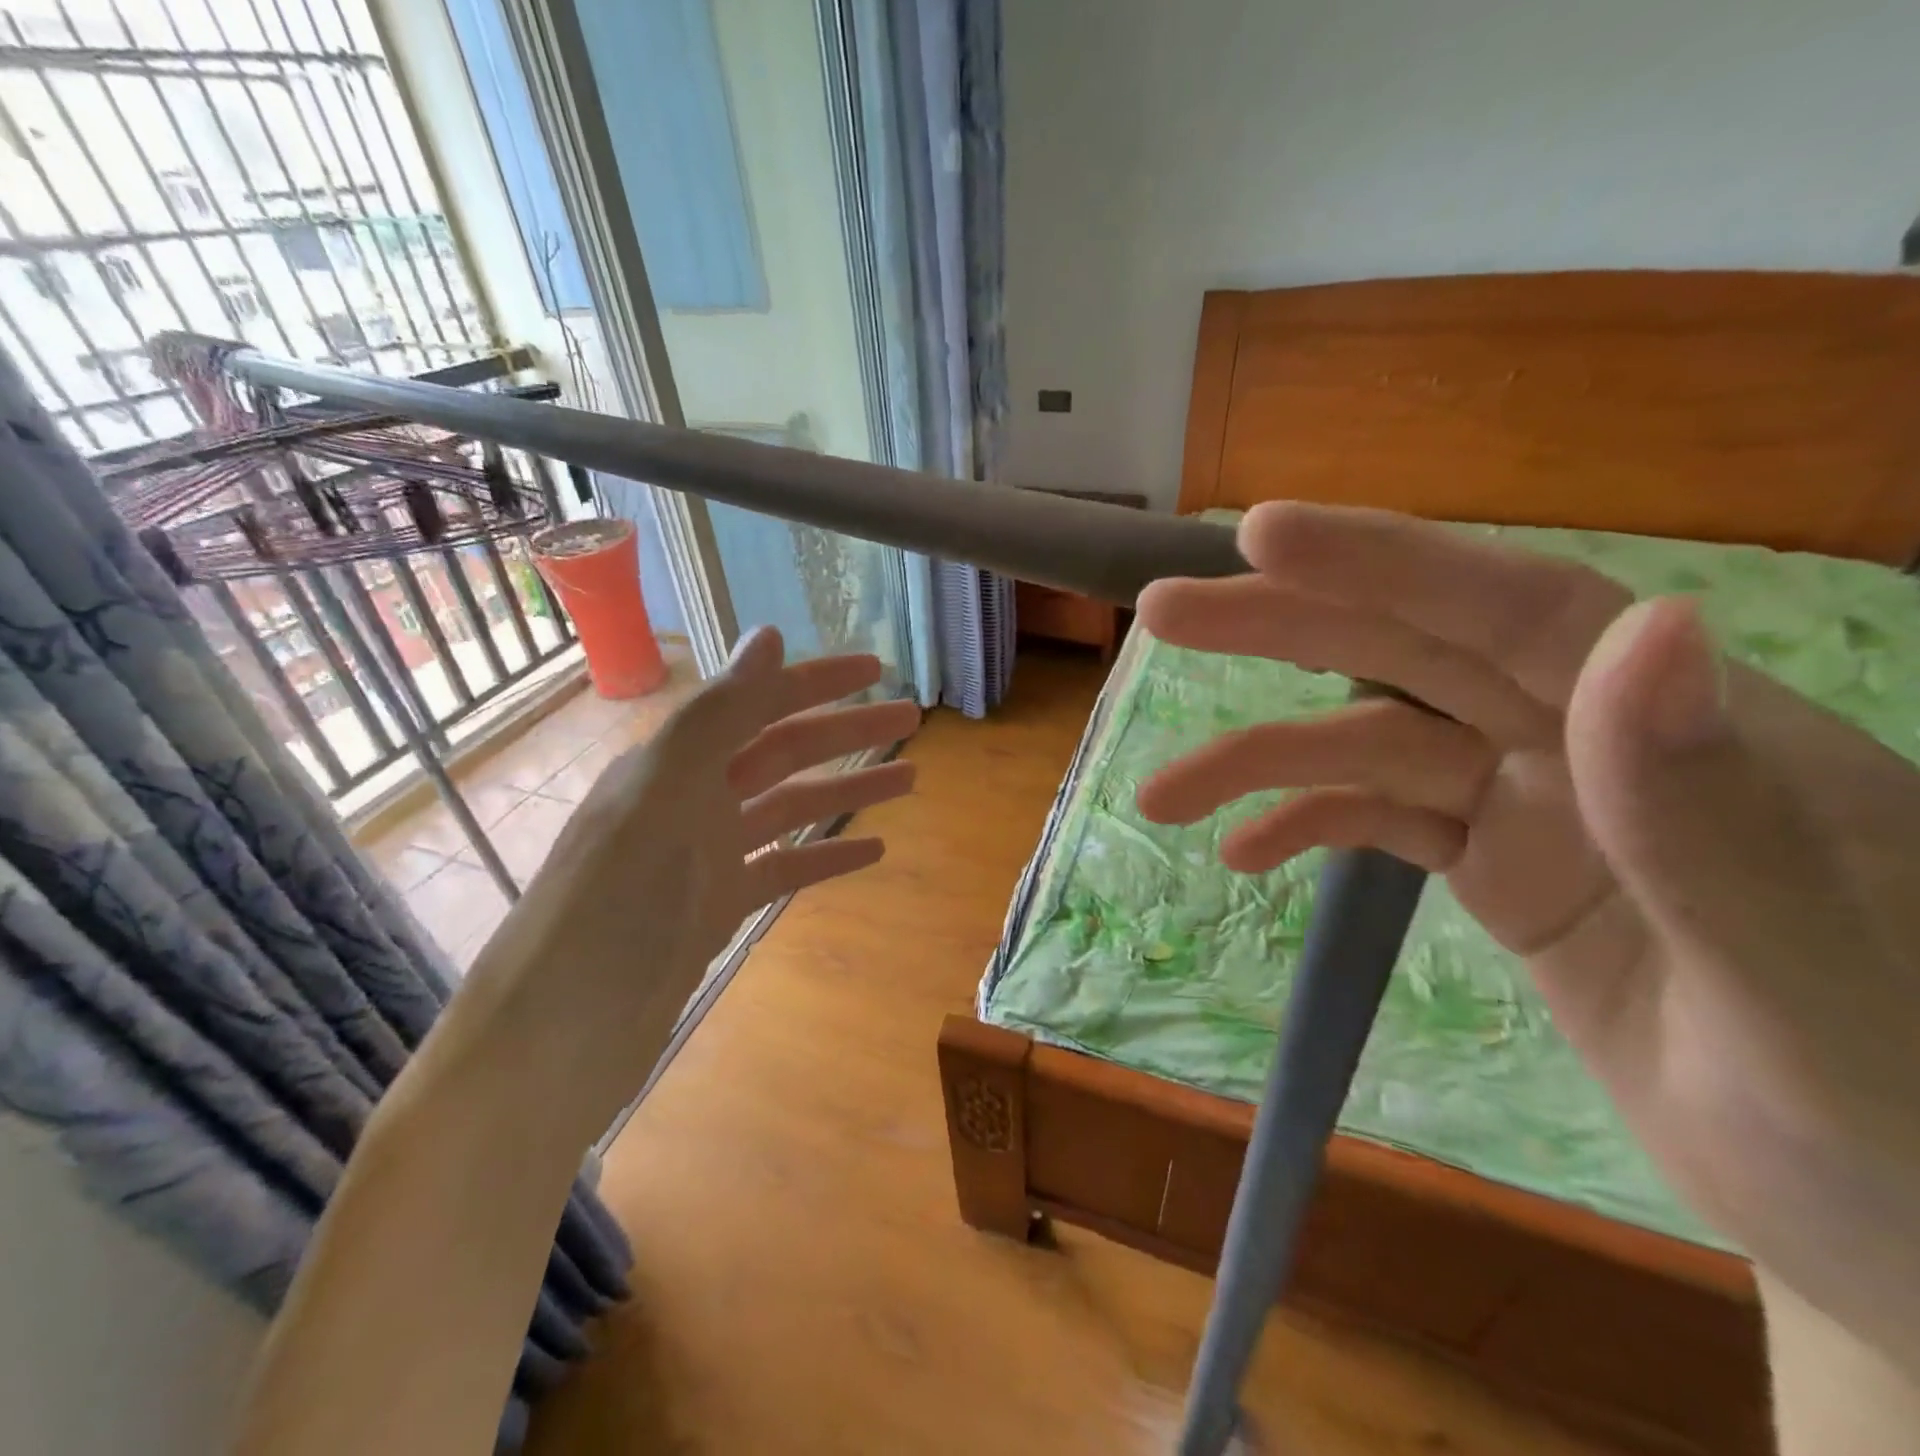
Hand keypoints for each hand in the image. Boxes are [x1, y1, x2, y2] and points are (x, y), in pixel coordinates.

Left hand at [462, 627, 918, 1137]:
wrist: (556, 1039)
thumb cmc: (612, 906)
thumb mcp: (665, 793)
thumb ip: (719, 715)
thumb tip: (771, 635)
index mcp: (672, 762)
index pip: (757, 703)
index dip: (817, 682)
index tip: (878, 668)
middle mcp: (688, 799)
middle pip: (782, 752)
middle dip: (846, 733)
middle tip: (911, 719)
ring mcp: (703, 858)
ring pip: (789, 808)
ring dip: (847, 790)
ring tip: (910, 779)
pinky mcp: (714, 910)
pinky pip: (781, 869)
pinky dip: (825, 856)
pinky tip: (871, 851)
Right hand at [1136, 503, 1919, 1375]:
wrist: (1891, 1228)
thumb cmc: (1899, 1123)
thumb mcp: (1817, 983)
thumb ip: (1713, 817)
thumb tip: (1645, 629)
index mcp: (1688, 730)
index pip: (1513, 608)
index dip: (1383, 564)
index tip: (1262, 536)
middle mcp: (1592, 742)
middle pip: (1409, 656)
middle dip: (1278, 628)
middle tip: (1161, 613)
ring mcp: (1537, 805)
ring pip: (1368, 747)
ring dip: (1258, 762)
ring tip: (1161, 796)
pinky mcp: (1499, 867)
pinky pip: (1381, 822)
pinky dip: (1306, 828)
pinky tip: (1242, 853)